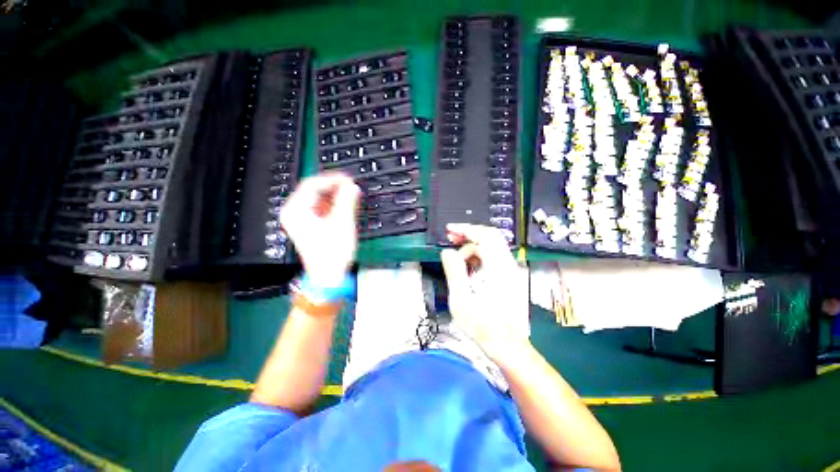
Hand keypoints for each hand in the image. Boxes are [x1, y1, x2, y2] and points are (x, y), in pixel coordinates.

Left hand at [280, 173, 360, 286]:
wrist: (329, 275)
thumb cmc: (333, 252)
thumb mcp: (342, 223)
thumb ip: (347, 201)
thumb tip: (352, 186)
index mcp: (296, 210)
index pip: (312, 185)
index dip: (332, 179)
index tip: (349, 179)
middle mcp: (294, 213)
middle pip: (314, 191)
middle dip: (334, 188)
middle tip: (352, 187)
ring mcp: (300, 220)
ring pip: (318, 200)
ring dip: (335, 196)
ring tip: (351, 196)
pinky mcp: (308, 225)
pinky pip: (320, 208)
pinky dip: (333, 206)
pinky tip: (345, 207)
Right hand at [441, 223, 529, 359]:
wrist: (509, 346)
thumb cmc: (483, 327)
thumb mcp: (462, 300)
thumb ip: (455, 272)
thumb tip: (447, 252)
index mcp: (498, 269)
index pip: (484, 236)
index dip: (465, 229)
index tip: (450, 230)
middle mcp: (508, 265)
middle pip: (491, 237)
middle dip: (469, 234)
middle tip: (451, 238)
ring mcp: (512, 271)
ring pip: (493, 246)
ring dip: (474, 246)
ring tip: (457, 256)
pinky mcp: (511, 277)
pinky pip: (495, 256)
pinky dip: (480, 254)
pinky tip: (469, 266)